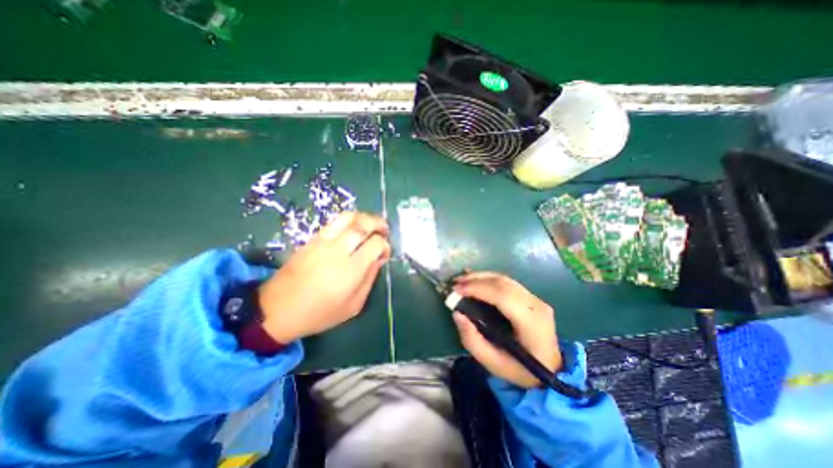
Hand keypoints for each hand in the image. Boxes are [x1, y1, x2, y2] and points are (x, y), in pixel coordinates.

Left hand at [259, 213, 392, 342]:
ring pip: (348, 217)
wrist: (277, 309)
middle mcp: (338, 250)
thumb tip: (379, 259)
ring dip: (365, 217)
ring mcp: (323, 241)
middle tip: (384, 230)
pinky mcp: (312, 239)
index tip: (385, 253)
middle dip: (379, 223)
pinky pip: (335, 221)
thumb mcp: (353, 305)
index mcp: (351, 269)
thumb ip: (369, 279)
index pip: (376, 243)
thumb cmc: (319, 313)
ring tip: (371, 224)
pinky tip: (354, 228)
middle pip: (363, 224)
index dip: (385, 245)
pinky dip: (350, 220)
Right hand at [452, 270, 562, 387]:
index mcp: (530, 322)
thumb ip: (472, 340)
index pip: (502, 296)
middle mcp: (536, 305)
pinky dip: (489, 279)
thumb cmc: (521, 370)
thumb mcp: (493, 363)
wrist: (552, 371)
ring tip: (462, 280)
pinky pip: (507, 283)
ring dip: (481, 277)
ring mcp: (536, 299)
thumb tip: (457, 314)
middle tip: (455, 283)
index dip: (478, 289)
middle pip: (502, 283)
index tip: (457, 290)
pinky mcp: (532, 297)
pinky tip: (476, 279)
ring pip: (505, 279)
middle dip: (476, 280)